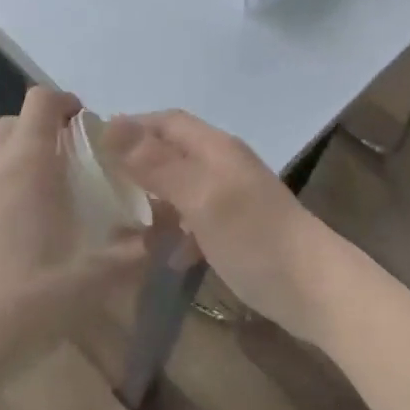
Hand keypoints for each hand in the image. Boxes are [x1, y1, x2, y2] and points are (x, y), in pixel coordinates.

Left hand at [0, 88, 147, 401]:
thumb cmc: (21, 308)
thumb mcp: (92, 282)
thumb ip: (136, 249)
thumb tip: (169, 225)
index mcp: (25, 163)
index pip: (42, 100)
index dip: (65, 104)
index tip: (82, 127)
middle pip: (12, 124)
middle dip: (38, 136)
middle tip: (59, 173)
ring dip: (1, 162)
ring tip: (17, 200)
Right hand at [105, 111, 346, 342]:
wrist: (315, 288)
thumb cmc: (254, 236)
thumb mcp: (200, 196)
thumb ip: (157, 163)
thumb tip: (111, 123)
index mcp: (215, 148)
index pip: (168, 122)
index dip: (132, 127)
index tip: (93, 146)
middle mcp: (224, 164)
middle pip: (174, 151)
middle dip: (139, 162)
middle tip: (100, 187)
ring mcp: (234, 197)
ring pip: (184, 186)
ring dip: (155, 198)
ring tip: (121, 222)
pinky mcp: (240, 229)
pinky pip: (197, 219)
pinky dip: (177, 231)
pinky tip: (165, 256)